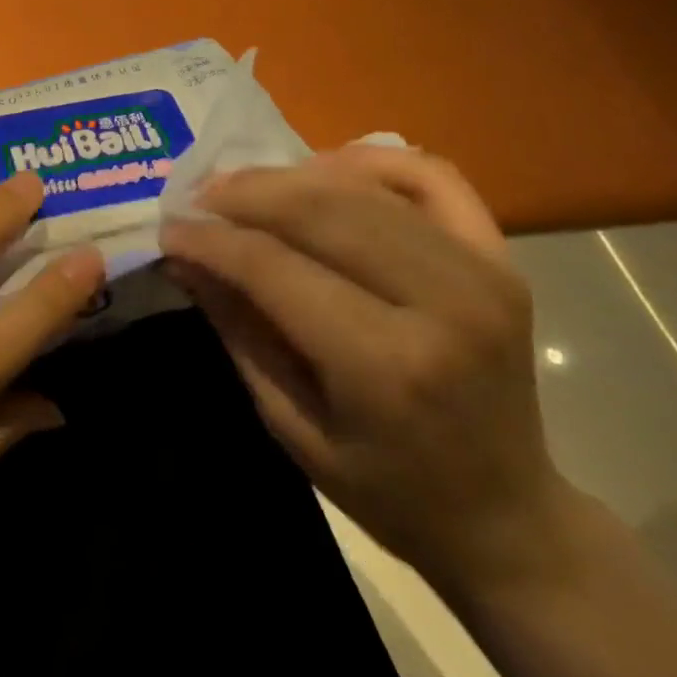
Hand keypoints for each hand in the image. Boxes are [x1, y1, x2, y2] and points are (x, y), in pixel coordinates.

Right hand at [163, 145, 568, 590]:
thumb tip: (185, 256)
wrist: (507, 516)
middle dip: (243, 195)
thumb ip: (237, 329)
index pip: (274, 267)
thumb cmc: (387, 490)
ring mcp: (482, 272)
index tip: (169, 228)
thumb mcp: (289, 424)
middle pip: (319, 210)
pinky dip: (369, 160)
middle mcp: (443, 303)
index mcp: (386, 365)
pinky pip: (430, 176)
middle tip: (197, 199)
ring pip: (362, 187)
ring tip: (243, 188)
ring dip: (289, 177)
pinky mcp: (500, 257)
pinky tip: (323, 170)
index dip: (211, 239)